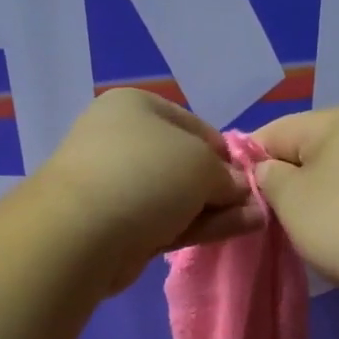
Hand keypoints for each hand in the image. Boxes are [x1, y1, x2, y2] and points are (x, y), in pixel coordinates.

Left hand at [36, 89, 263, 293]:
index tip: (249, 174)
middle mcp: (123, 140)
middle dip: (221, 184)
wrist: (82, 232)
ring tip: (256, 220)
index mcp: (136, 107)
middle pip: (185, 163)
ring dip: (216, 208)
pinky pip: (167, 221)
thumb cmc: (146, 174)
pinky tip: (236, 230)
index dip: (225, 151)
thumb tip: (239, 189)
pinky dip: (199, 225)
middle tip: (254, 204)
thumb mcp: (202, 164)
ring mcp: (118, 186)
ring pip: (178, 196)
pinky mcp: (118, 226)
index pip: (195, 125)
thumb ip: (227, 176)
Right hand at [253, 107, 338, 299]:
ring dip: (322, 197)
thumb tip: (269, 169)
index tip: (240, 198)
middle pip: (312, 149)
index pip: (275, 131)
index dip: (249, 162)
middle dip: (289, 181)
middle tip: (275, 220)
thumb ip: (268, 177)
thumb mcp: (291, 200)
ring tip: (313, 233)